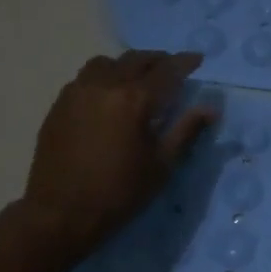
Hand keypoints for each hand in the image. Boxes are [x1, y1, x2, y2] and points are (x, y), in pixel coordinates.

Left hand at [16, 50, 215, 261]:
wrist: (61, 212)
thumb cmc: (119, 192)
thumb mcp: (161, 165)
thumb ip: (186, 131)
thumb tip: (210, 109)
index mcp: (134, 100)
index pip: (167, 71)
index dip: (185, 62)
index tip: (198, 59)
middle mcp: (104, 85)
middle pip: (136, 60)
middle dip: (158, 60)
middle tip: (172, 68)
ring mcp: (77, 92)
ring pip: (107, 63)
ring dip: (128, 65)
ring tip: (138, 78)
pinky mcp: (60, 104)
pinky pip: (86, 78)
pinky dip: (104, 77)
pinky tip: (110, 96)